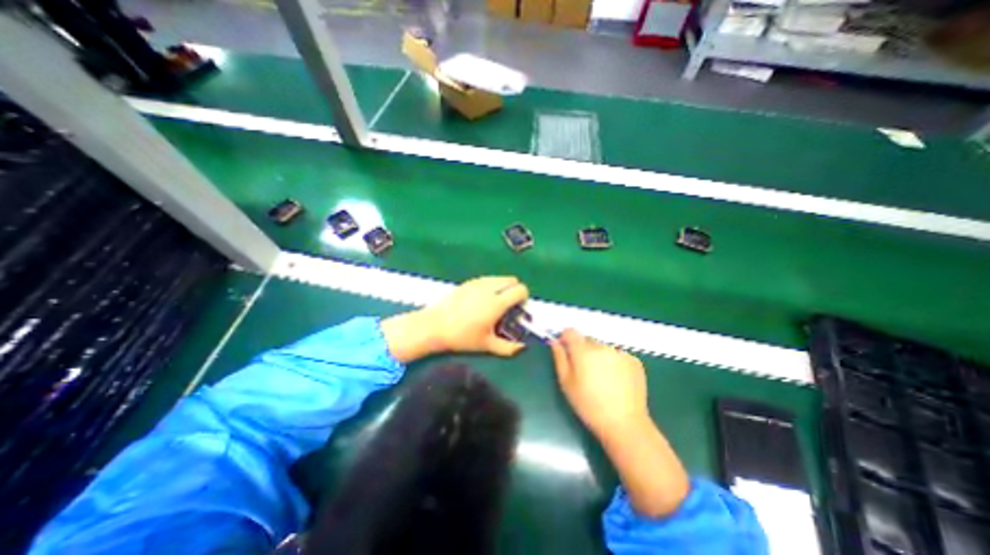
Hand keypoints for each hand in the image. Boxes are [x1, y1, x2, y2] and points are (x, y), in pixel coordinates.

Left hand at [382, 276, 528, 361]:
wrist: (434, 326)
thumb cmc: (462, 337)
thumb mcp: (486, 345)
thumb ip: (508, 348)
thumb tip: (522, 347)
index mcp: (497, 303)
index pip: (521, 289)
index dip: (524, 298)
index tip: (518, 309)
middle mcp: (489, 288)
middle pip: (512, 280)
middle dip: (515, 290)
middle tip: (508, 305)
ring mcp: (478, 283)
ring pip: (499, 277)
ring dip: (503, 287)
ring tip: (495, 302)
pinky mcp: (468, 282)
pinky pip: (487, 279)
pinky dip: (491, 285)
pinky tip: (482, 300)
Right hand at [550, 329, 651, 437]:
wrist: (624, 424)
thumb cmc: (589, 405)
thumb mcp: (566, 383)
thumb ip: (559, 358)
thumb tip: (555, 341)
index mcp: (583, 351)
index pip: (570, 332)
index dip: (565, 339)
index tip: (565, 351)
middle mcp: (602, 346)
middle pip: (587, 339)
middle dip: (583, 350)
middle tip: (584, 371)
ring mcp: (620, 353)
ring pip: (603, 348)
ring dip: (599, 356)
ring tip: (602, 378)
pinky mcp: (634, 361)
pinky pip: (618, 355)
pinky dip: (614, 363)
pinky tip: (616, 381)